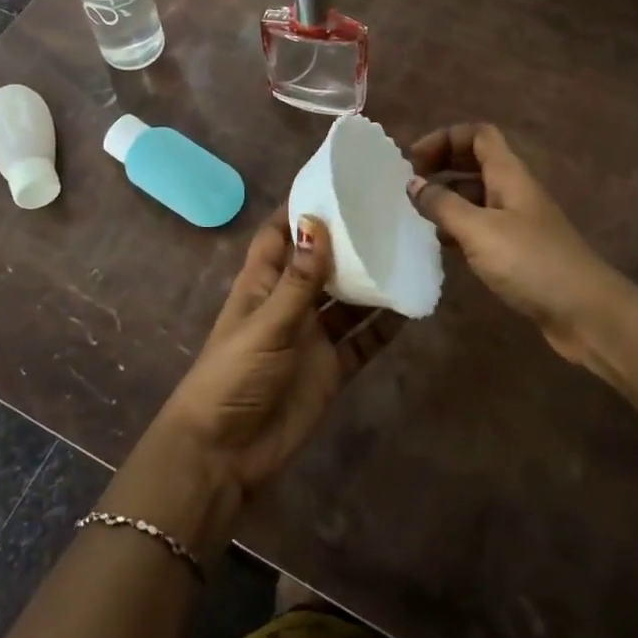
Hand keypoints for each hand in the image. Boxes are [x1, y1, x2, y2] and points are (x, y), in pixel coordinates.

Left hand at [154, 212, 400, 506]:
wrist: (225, 455)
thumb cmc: (233, 376)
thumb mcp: (266, 323)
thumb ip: (298, 279)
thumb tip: (318, 222)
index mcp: (262, 284)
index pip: (280, 234)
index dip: (302, 208)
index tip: (336, 182)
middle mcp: (290, 303)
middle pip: (321, 263)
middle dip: (348, 240)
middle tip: (388, 212)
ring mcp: (312, 336)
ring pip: (348, 300)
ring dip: (372, 280)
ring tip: (408, 250)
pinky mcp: (331, 368)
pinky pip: (364, 341)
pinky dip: (385, 325)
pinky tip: (412, 304)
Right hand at [407, 123, 626, 364]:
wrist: (585, 312)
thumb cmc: (531, 262)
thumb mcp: (479, 230)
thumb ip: (443, 205)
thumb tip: (412, 184)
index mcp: (509, 175)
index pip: (478, 135)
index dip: (445, 137)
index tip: (413, 160)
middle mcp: (513, 191)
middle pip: (475, 162)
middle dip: (441, 165)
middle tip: (407, 184)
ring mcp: (517, 222)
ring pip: (475, 197)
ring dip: (446, 199)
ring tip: (414, 215)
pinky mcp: (517, 252)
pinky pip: (480, 228)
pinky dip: (457, 229)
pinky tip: (437, 245)